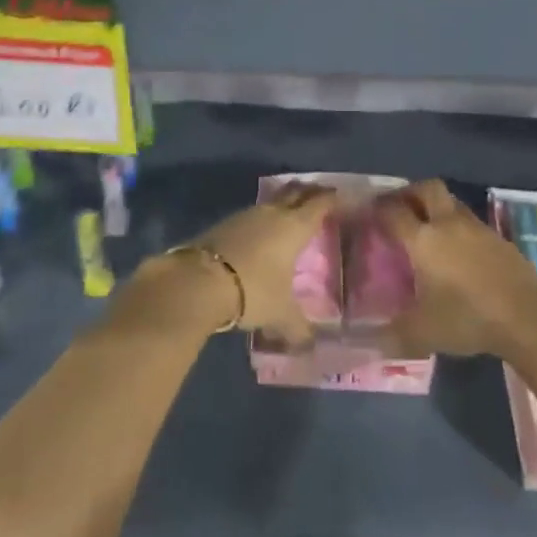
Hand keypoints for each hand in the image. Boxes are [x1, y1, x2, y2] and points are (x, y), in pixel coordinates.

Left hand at [190, 181, 337, 346]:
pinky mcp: (222, 224)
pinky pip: (250, 216)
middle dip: (307, 191)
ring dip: (281, 205)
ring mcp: (245, 216)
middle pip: (294, 192)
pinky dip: (260, 221)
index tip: (338, 196)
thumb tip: (309, 345)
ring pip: (270, 203)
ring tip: (288, 215)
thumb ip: (297, 327)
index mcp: (294, 227)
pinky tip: (259, 234)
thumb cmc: (253, 290)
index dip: (330, 199)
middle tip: (318, 194)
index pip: (318, 204)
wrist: (198, 282)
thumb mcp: (280, 314)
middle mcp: (272, 214)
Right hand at [371, 180, 536, 361]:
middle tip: (399, 209)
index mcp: (423, 240)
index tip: (368, 213)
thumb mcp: (423, 333)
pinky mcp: (499, 239)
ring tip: (427, 230)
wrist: (528, 317)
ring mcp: (477, 228)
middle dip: (409, 193)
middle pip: (427, 188)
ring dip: (436, 208)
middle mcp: (448, 224)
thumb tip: (371, 342)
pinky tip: (457, 251)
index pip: (393, 211)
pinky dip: (458, 227)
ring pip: (451, 202)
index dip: (377, 209)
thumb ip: (393, 335)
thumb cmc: (468, 319)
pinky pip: (471, 222)